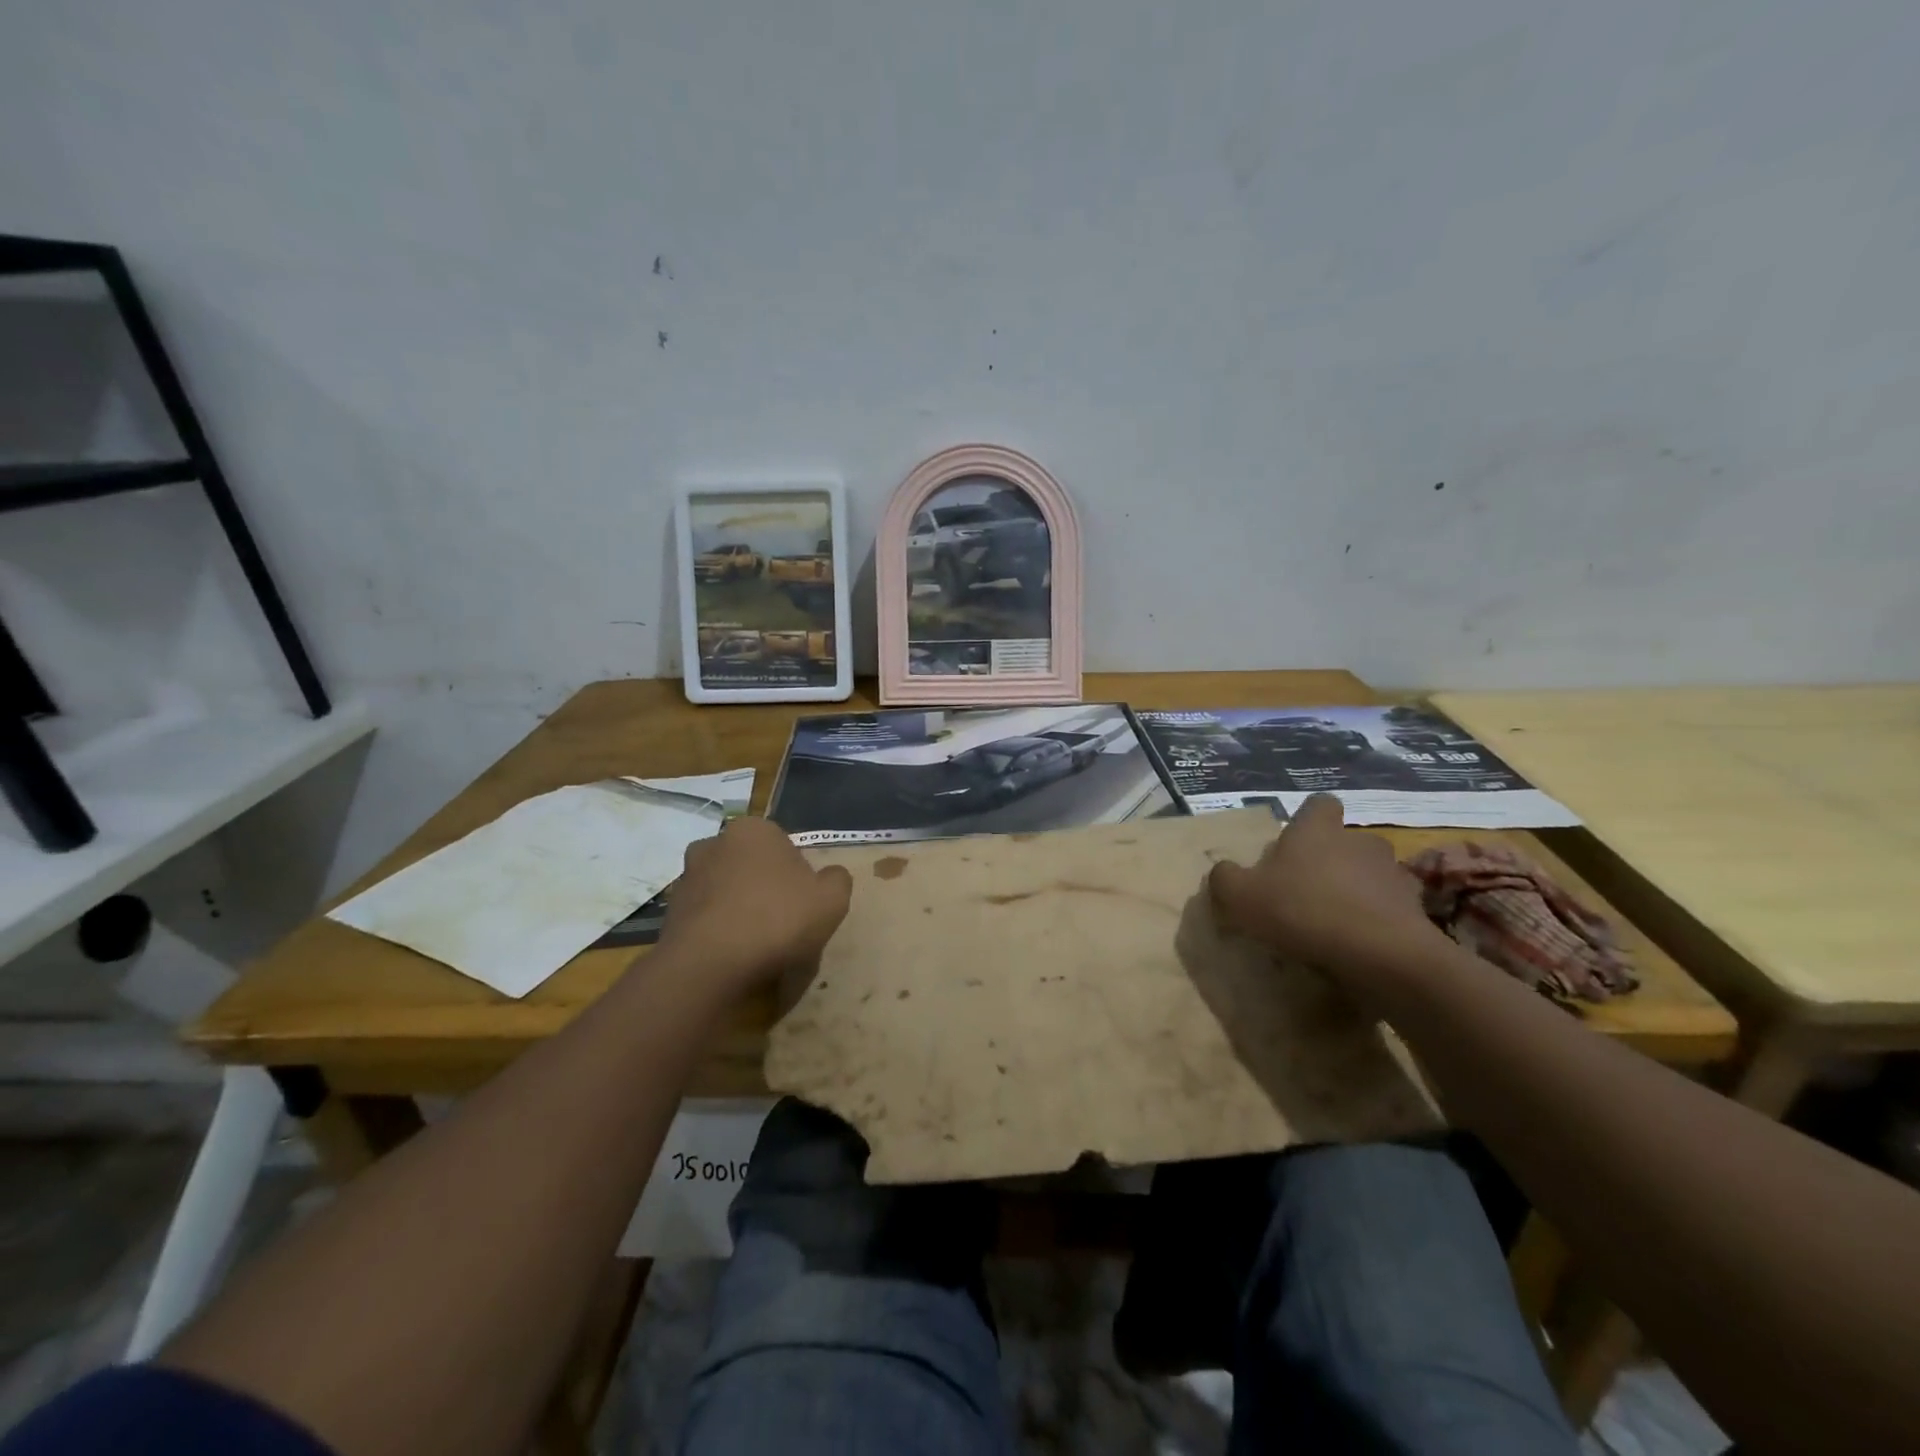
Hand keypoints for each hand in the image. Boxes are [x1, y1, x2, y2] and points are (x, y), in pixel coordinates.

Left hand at [656, 816, 852, 997]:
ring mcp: (686, 878)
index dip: (798, 875)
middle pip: (752, 866)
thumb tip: (830, 876)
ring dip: (740, 910)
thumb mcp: (831, 899)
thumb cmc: (776, 920)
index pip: (784, 845)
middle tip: (783, 924)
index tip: (804, 904)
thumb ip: (837, 880)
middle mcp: (714, 843)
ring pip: (727, 892)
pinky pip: (706, 919)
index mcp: (753, 829)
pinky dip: (719, 932)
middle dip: (765, 888)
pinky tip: (733, 958)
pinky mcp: (669, 913)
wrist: (708, 967)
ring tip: (757, 947)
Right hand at [1209, 794, 1446, 985]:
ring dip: (1356, 890)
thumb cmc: (1304, 910)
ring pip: (1370, 874)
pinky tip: (1361, 944)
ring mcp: (1393, 874)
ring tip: (1336, 922)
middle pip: (1345, 841)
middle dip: (1330, 860)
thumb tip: (1224, 871)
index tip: (1293, 844)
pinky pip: (1392, 908)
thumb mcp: (1240, 896)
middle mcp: (1359, 841)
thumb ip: (1225, 878)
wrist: (1382, 955)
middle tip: (1306, 889)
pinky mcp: (1416, 910)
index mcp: (1317, 830)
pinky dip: (1378, 920)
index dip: (1308, 819)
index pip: (1319, 804)